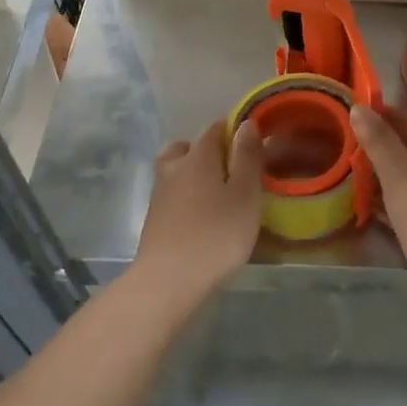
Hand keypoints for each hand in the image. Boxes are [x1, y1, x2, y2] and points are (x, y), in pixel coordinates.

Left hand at [131, 118, 264, 305]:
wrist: (168, 282)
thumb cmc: (216, 235)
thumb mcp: (245, 194)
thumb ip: (247, 157)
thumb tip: (245, 123)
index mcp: (198, 156)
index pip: (214, 128)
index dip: (234, 130)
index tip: (253, 145)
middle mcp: (174, 167)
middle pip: (189, 146)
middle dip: (210, 151)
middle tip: (233, 170)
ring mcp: (159, 194)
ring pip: (177, 170)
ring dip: (195, 174)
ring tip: (218, 193)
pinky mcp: (154, 219)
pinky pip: (173, 194)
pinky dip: (186, 196)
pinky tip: (202, 215)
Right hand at [350, 104, 406, 319]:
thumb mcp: (402, 177)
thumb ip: (380, 143)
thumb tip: (359, 108)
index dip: (397, 115)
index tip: (364, 115)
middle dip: (388, 145)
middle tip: (353, 144)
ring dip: (387, 176)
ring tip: (353, 173)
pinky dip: (391, 204)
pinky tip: (367, 209)